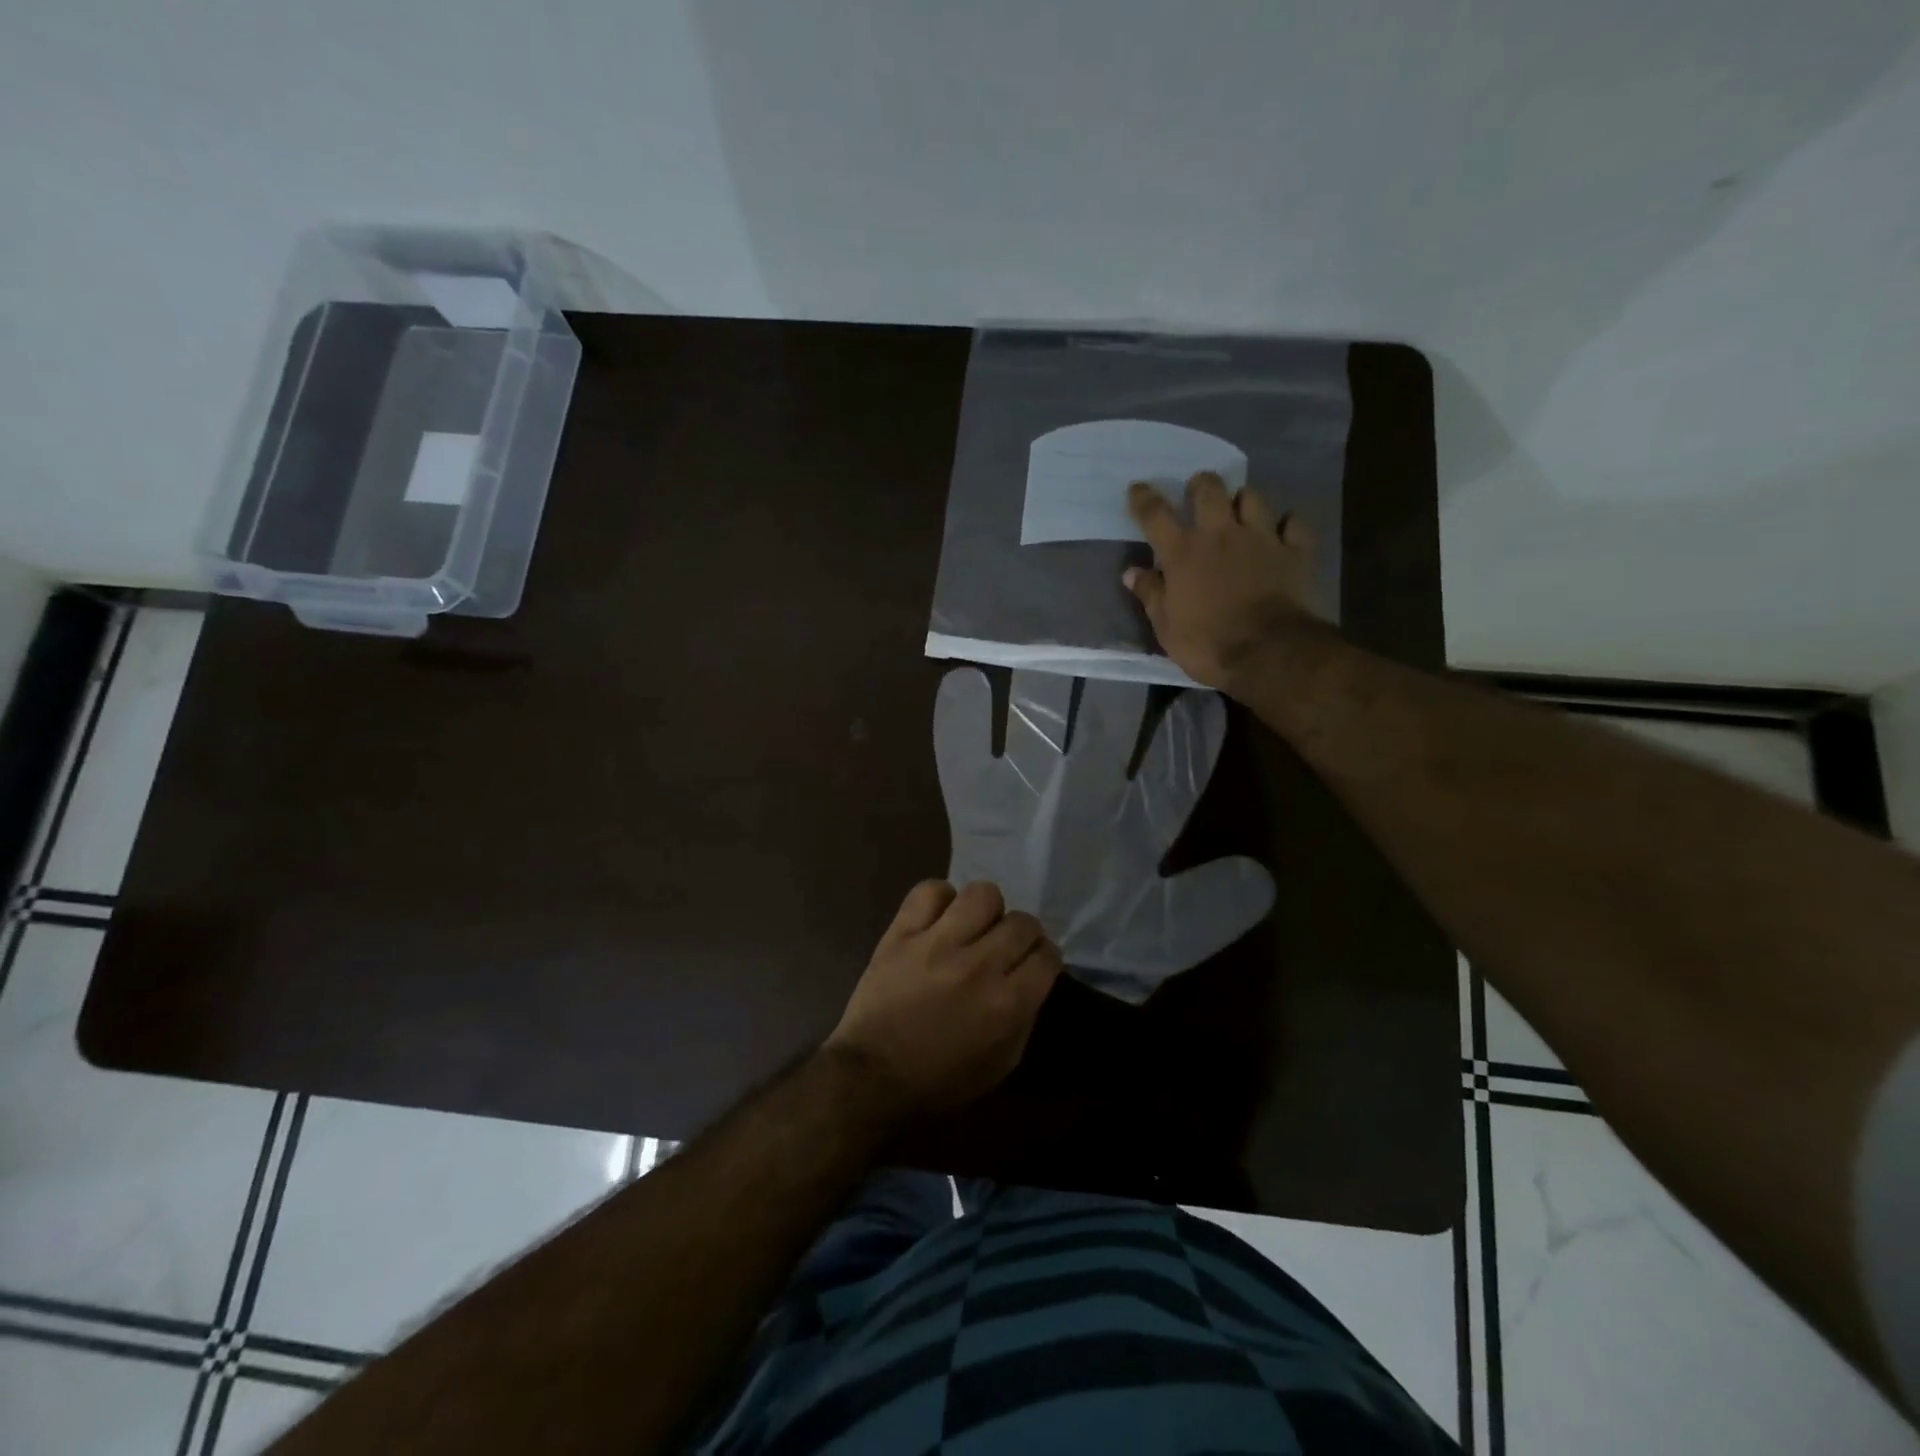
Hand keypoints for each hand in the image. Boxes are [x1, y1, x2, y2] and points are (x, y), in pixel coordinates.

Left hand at [825, 880, 1061, 1113]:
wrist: (872, 1076)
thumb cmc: (941, 1079)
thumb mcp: (1001, 1063)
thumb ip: (1025, 1016)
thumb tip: (1033, 976)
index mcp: (1007, 1004)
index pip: (1047, 955)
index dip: (1044, 958)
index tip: (1033, 962)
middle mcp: (979, 966)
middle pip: (1022, 922)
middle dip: (1022, 934)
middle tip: (1005, 946)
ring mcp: (938, 944)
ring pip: (982, 894)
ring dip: (986, 911)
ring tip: (973, 926)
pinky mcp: (902, 933)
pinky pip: (930, 890)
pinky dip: (940, 899)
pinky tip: (939, 919)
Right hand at [1123, 472, 1320, 691]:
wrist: (1268, 653)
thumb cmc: (1207, 643)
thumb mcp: (1166, 627)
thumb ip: (1150, 594)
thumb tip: (1132, 572)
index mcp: (1183, 553)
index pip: (1156, 515)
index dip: (1143, 499)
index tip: (1137, 488)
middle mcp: (1221, 534)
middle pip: (1210, 490)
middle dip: (1201, 485)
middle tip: (1198, 490)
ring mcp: (1262, 538)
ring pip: (1253, 498)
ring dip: (1243, 499)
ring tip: (1240, 508)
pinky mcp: (1295, 552)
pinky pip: (1294, 524)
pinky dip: (1288, 524)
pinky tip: (1283, 530)